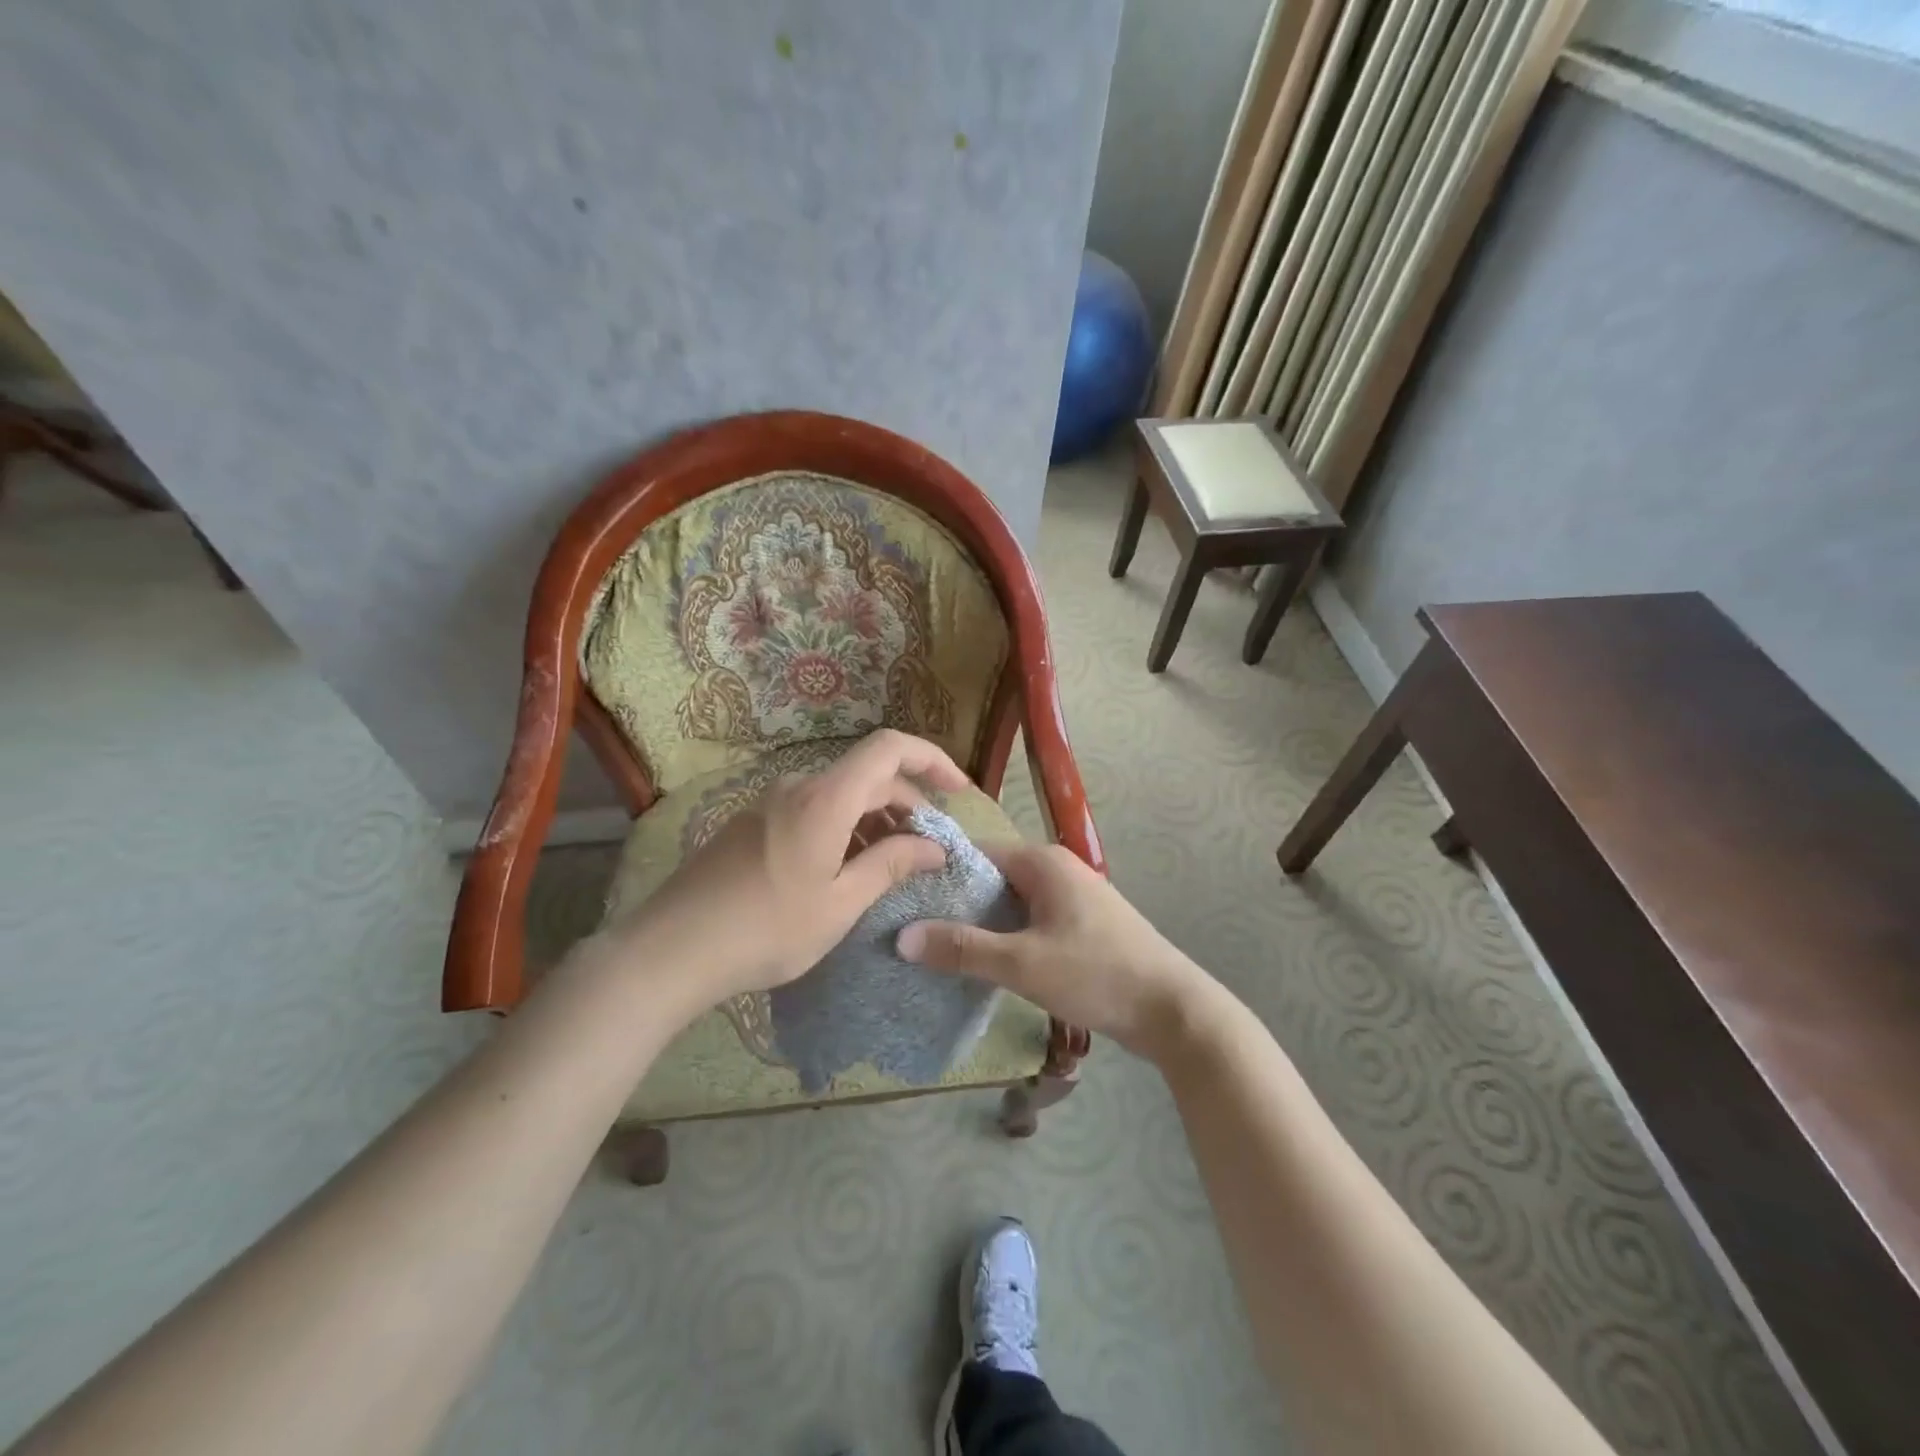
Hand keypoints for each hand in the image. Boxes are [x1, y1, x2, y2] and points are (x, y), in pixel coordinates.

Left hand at [608, 730, 969, 1008]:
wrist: (669, 951)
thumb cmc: (766, 929)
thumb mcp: (840, 903)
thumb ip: (890, 865)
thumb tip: (934, 847)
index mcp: (825, 798)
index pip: (890, 748)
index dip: (932, 760)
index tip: (959, 792)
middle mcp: (797, 788)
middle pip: (866, 775)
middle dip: (907, 804)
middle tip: (928, 850)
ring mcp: (768, 805)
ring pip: (838, 796)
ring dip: (874, 820)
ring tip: (891, 865)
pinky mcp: (750, 826)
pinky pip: (811, 812)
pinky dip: (842, 829)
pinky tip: (843, 871)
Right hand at [897, 843, 1218, 1062]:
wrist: (1174, 1011)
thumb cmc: (1097, 974)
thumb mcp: (1022, 963)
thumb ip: (962, 949)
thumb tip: (901, 937)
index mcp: (1043, 862)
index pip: (976, 852)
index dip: (938, 872)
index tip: (902, 897)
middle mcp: (1057, 870)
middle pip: (992, 878)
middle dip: (956, 903)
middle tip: (911, 929)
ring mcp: (1072, 898)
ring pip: (1011, 903)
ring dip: (981, 924)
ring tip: (936, 949)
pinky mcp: (1081, 927)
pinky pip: (1030, 922)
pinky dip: (1006, 937)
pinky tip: (982, 964)